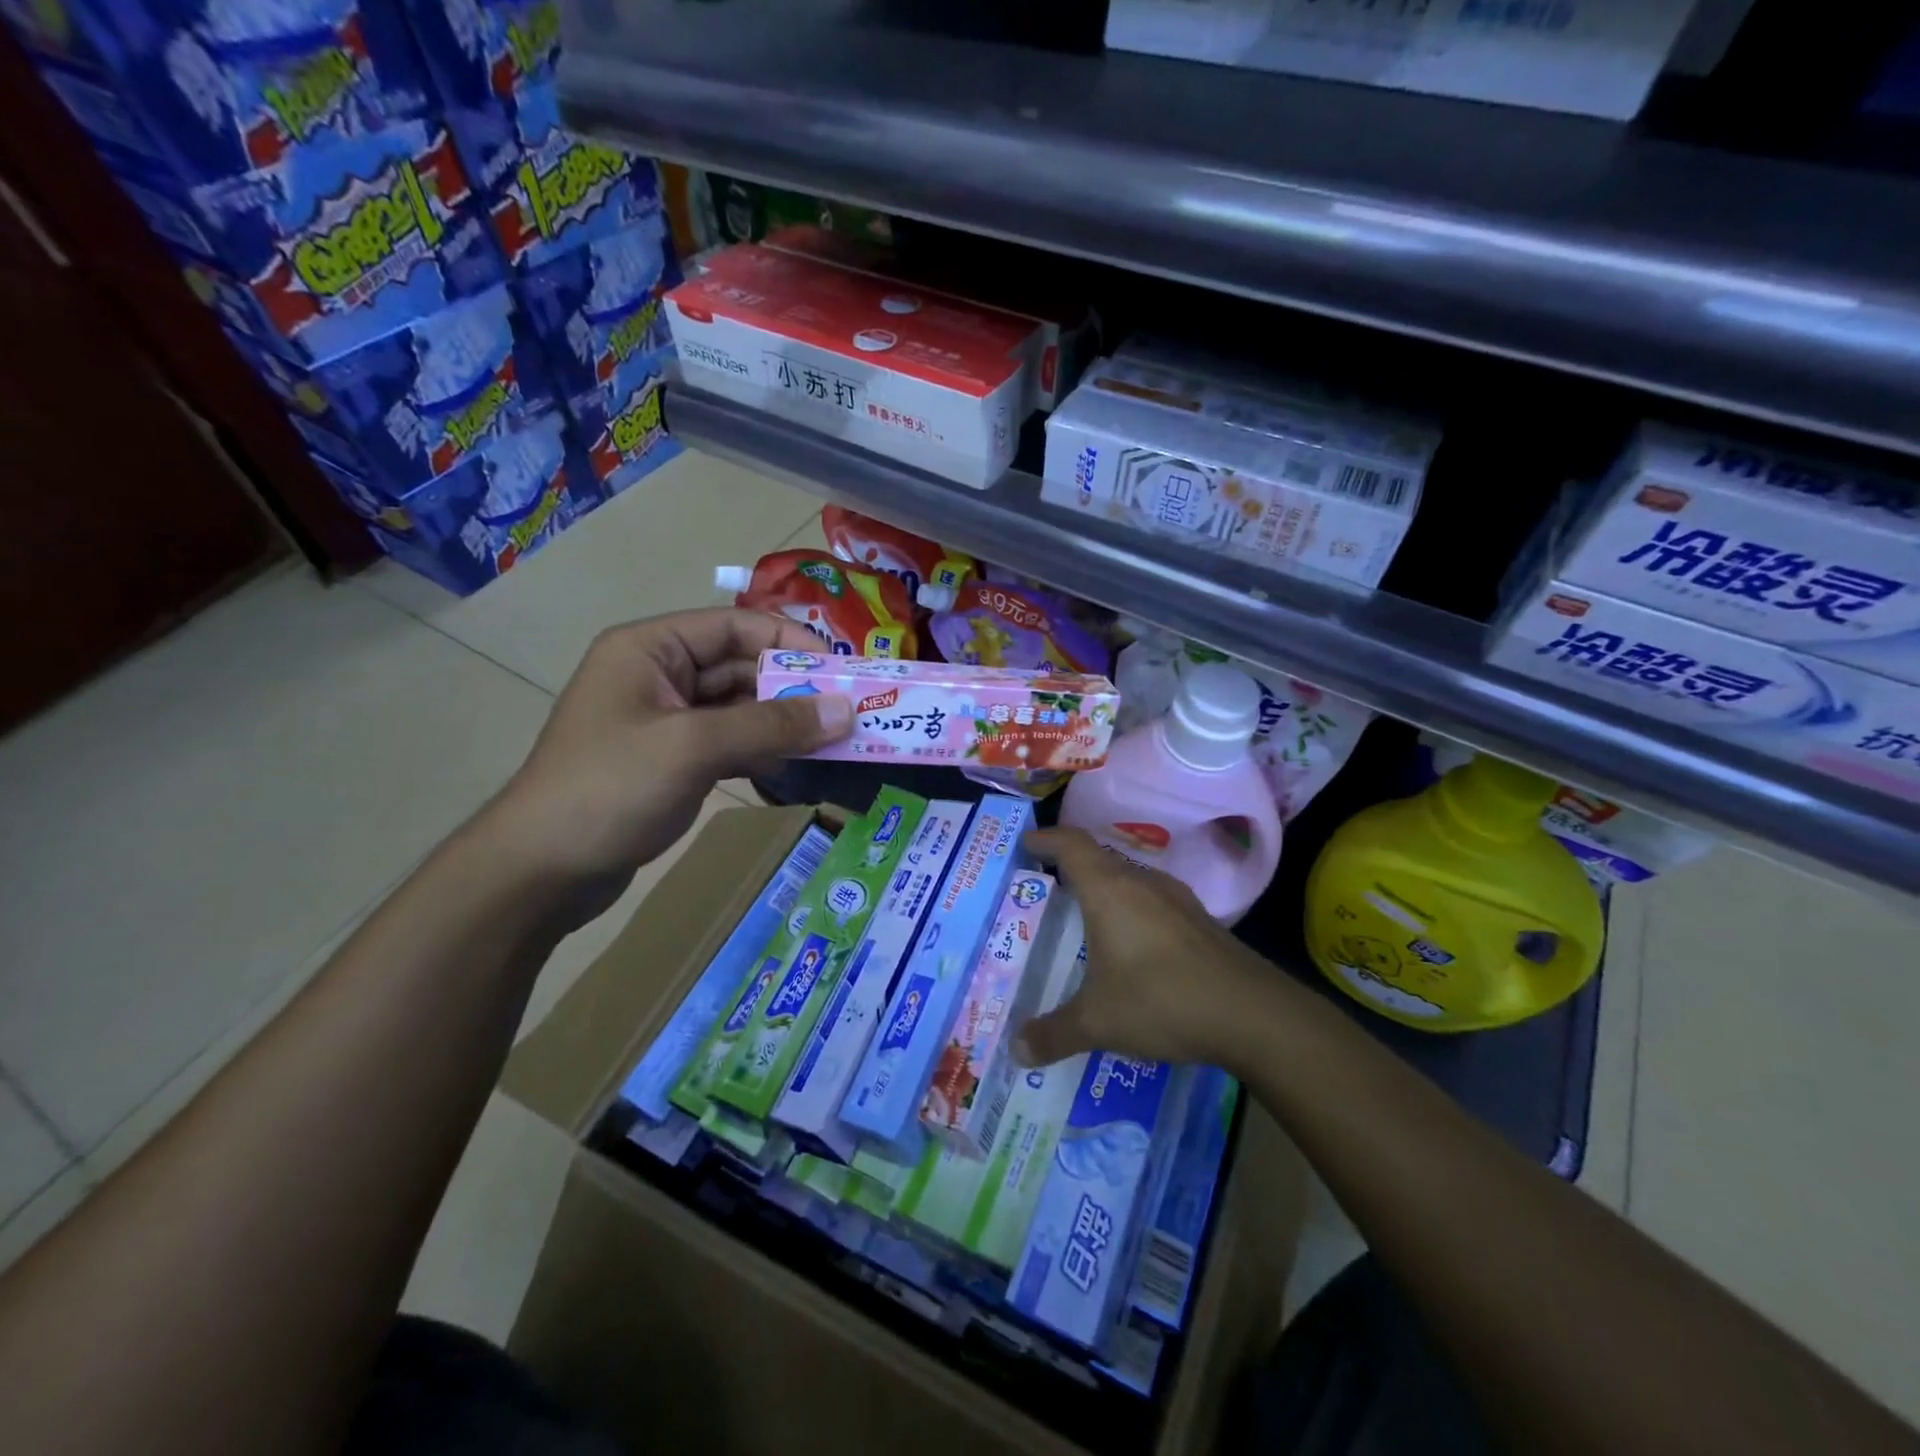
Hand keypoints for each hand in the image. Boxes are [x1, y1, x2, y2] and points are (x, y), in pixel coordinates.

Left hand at [483, 609, 849, 919]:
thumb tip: (846, 711)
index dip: (791, 643)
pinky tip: (797, 765)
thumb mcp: (694, 747)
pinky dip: (763, 749)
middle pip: (742, 667)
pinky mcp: (672, 760)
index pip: (736, 625)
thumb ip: (772, 725)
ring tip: (835, 740)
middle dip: (794, 689)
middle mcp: (659, 674)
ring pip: (740, 708)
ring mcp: (666, 720)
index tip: (842, 672)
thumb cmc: (609, 790)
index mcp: (652, 649)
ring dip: (784, 722)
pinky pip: (730, 742)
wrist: (541, 872)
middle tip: (849, 712)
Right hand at [1015, 827, 1271, 1068]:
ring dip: (1105, 888)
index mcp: (1110, 891)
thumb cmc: (1162, 1000)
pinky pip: (1154, 902)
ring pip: (1130, 879)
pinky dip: (1132, 910)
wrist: (1254, 1015)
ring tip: (1085, 914)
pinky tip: (1132, 944)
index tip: (1026, 844)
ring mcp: (1177, 900)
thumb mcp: (1098, 1022)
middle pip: (1100, 858)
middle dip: (1070, 866)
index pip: (1071, 845)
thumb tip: (1016, 1050)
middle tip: (1047, 885)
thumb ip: (1054, 1034)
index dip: (1046, 839)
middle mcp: (1143, 883)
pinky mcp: (1201, 922)